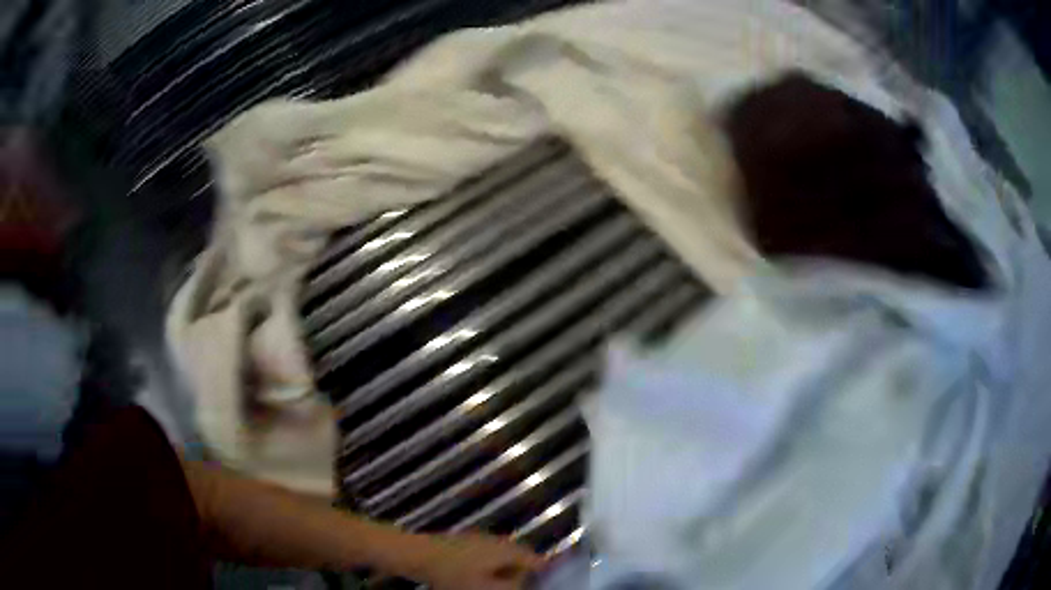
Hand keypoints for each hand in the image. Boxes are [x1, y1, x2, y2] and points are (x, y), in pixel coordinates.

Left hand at [406, 532, 545, 589]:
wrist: (416, 555)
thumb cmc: (453, 574)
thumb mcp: (485, 588)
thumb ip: (511, 588)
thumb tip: (525, 586)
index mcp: (507, 550)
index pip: (536, 560)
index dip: (544, 573)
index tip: (545, 584)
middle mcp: (497, 540)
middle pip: (520, 558)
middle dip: (523, 574)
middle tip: (520, 587)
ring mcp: (480, 539)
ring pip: (503, 557)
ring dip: (506, 572)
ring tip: (499, 585)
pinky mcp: (465, 542)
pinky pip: (488, 555)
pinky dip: (491, 567)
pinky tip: (481, 579)